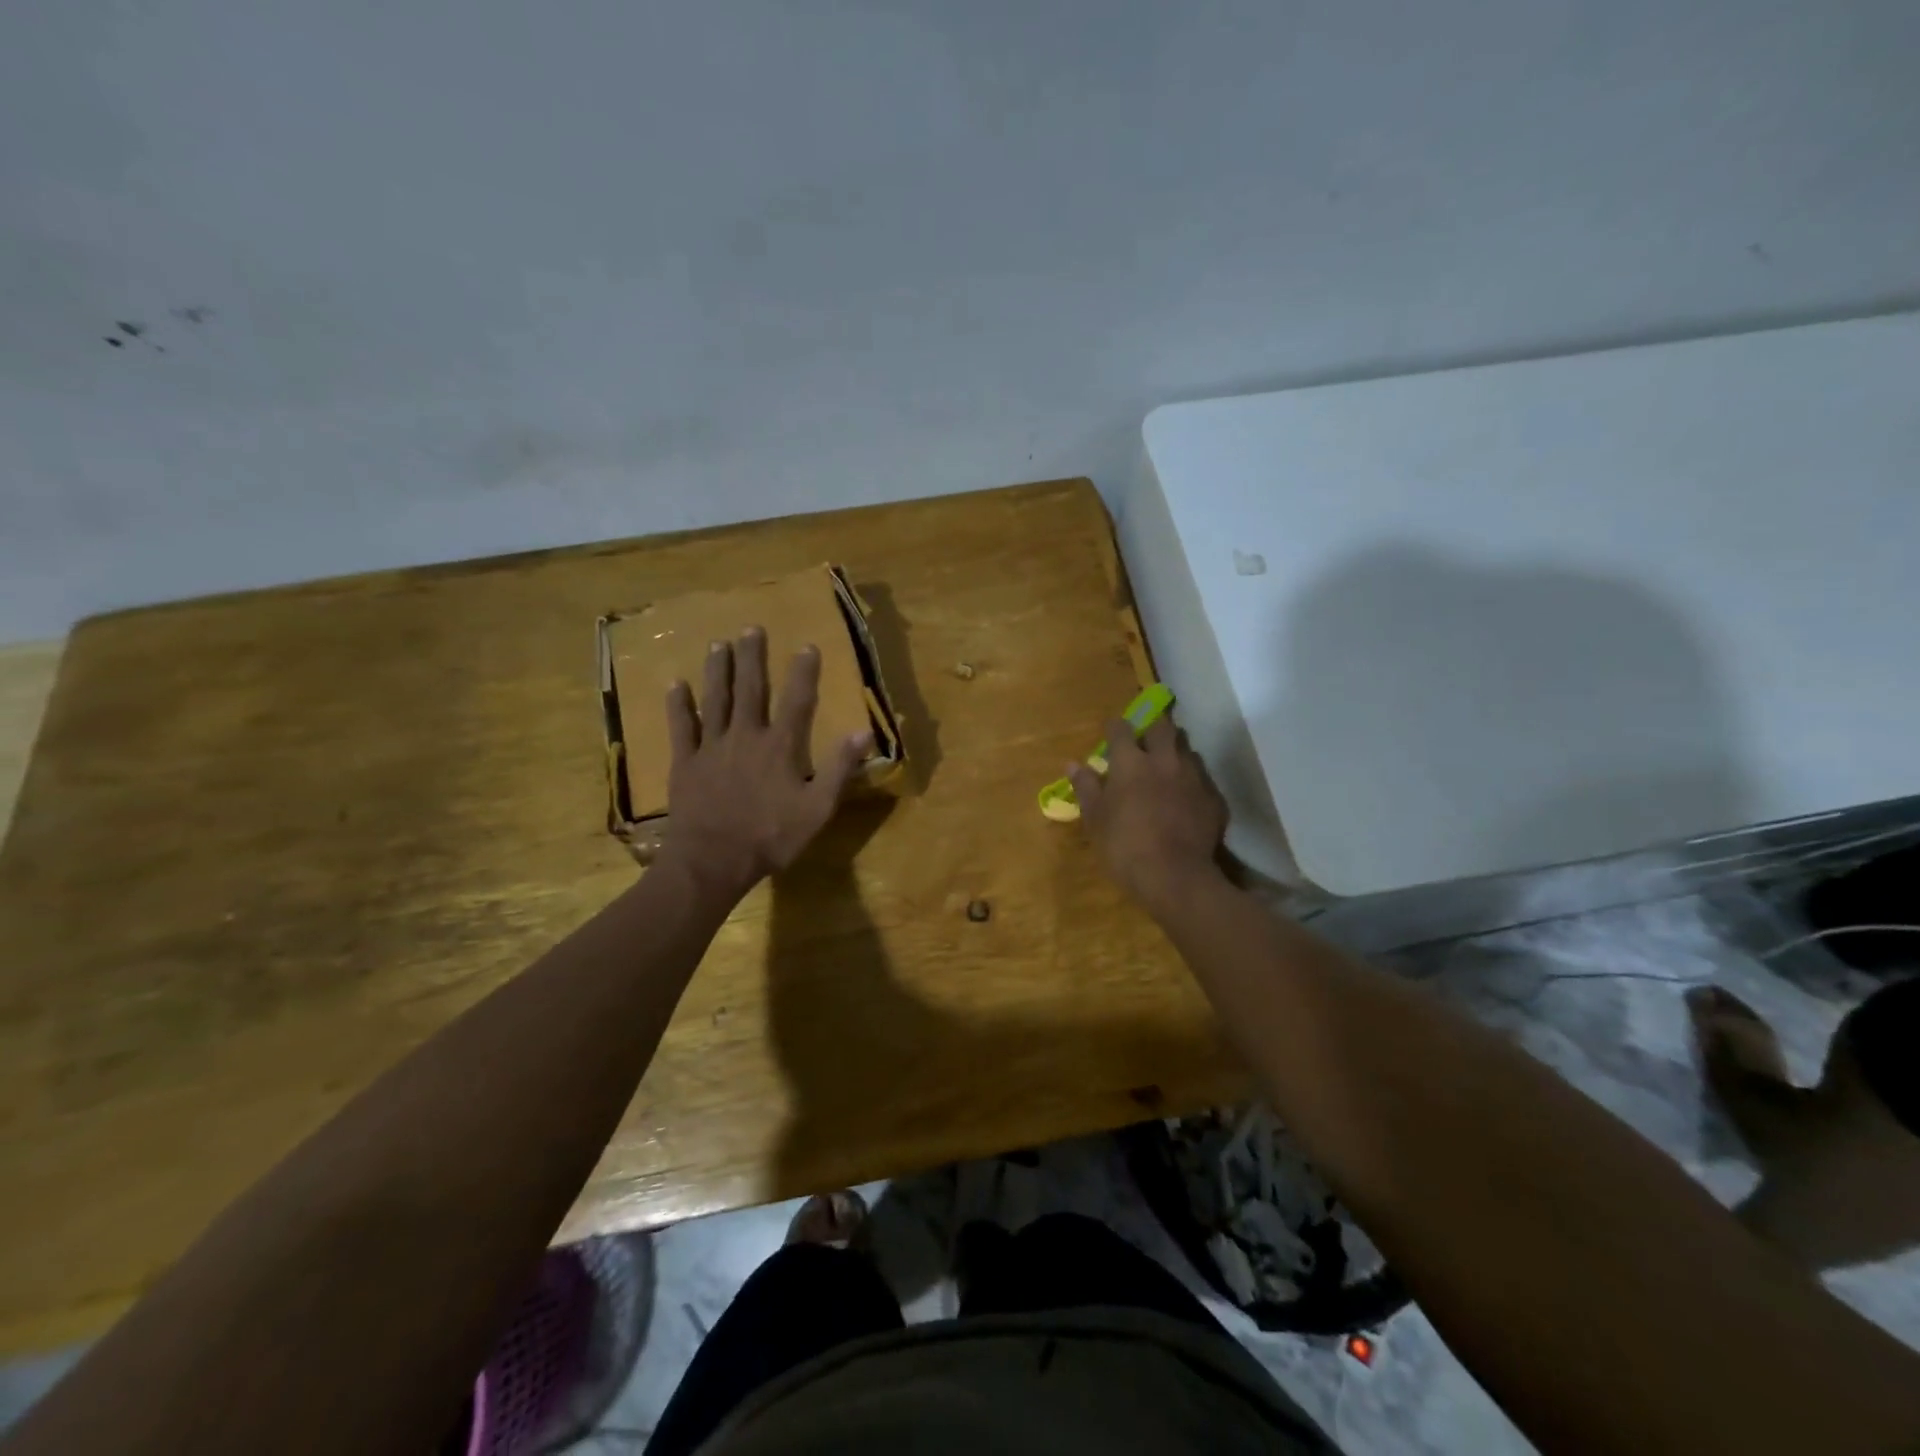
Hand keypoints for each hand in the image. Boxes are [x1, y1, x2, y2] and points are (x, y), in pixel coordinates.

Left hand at [660, 627, 871, 899]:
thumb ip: (839, 769)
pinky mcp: (685, 762)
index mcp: (780, 747)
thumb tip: (863, 731)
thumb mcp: (818, 809)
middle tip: (751, 629)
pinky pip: (681, 727)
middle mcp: (746, 736)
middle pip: (750, 690)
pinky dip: (679, 705)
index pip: (797, 701)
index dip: (804, 673)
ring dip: (719, 671)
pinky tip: (676, 684)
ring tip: (719, 644)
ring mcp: (711, 747)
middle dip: (752, 658)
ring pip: (715, 700)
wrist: (712, 861)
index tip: (807, 646)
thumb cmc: (770, 837)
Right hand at [1067, 715, 1227, 913]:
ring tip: (1167, 767)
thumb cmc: (1124, 846)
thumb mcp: (1095, 819)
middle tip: (1145, 740)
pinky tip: (1186, 797)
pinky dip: (1192, 781)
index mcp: (1130, 763)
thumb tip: (1072, 764)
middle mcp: (1164, 760)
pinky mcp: (1213, 798)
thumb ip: (1086, 787)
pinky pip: (1202, 779)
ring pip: (1187, 750)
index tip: (1111, 730)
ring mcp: (1193, 777)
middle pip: (1162, 727)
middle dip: (1153, 727)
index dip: (1115, 727)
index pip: (1121, 729)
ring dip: (1175, 752)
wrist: (1174, 876)